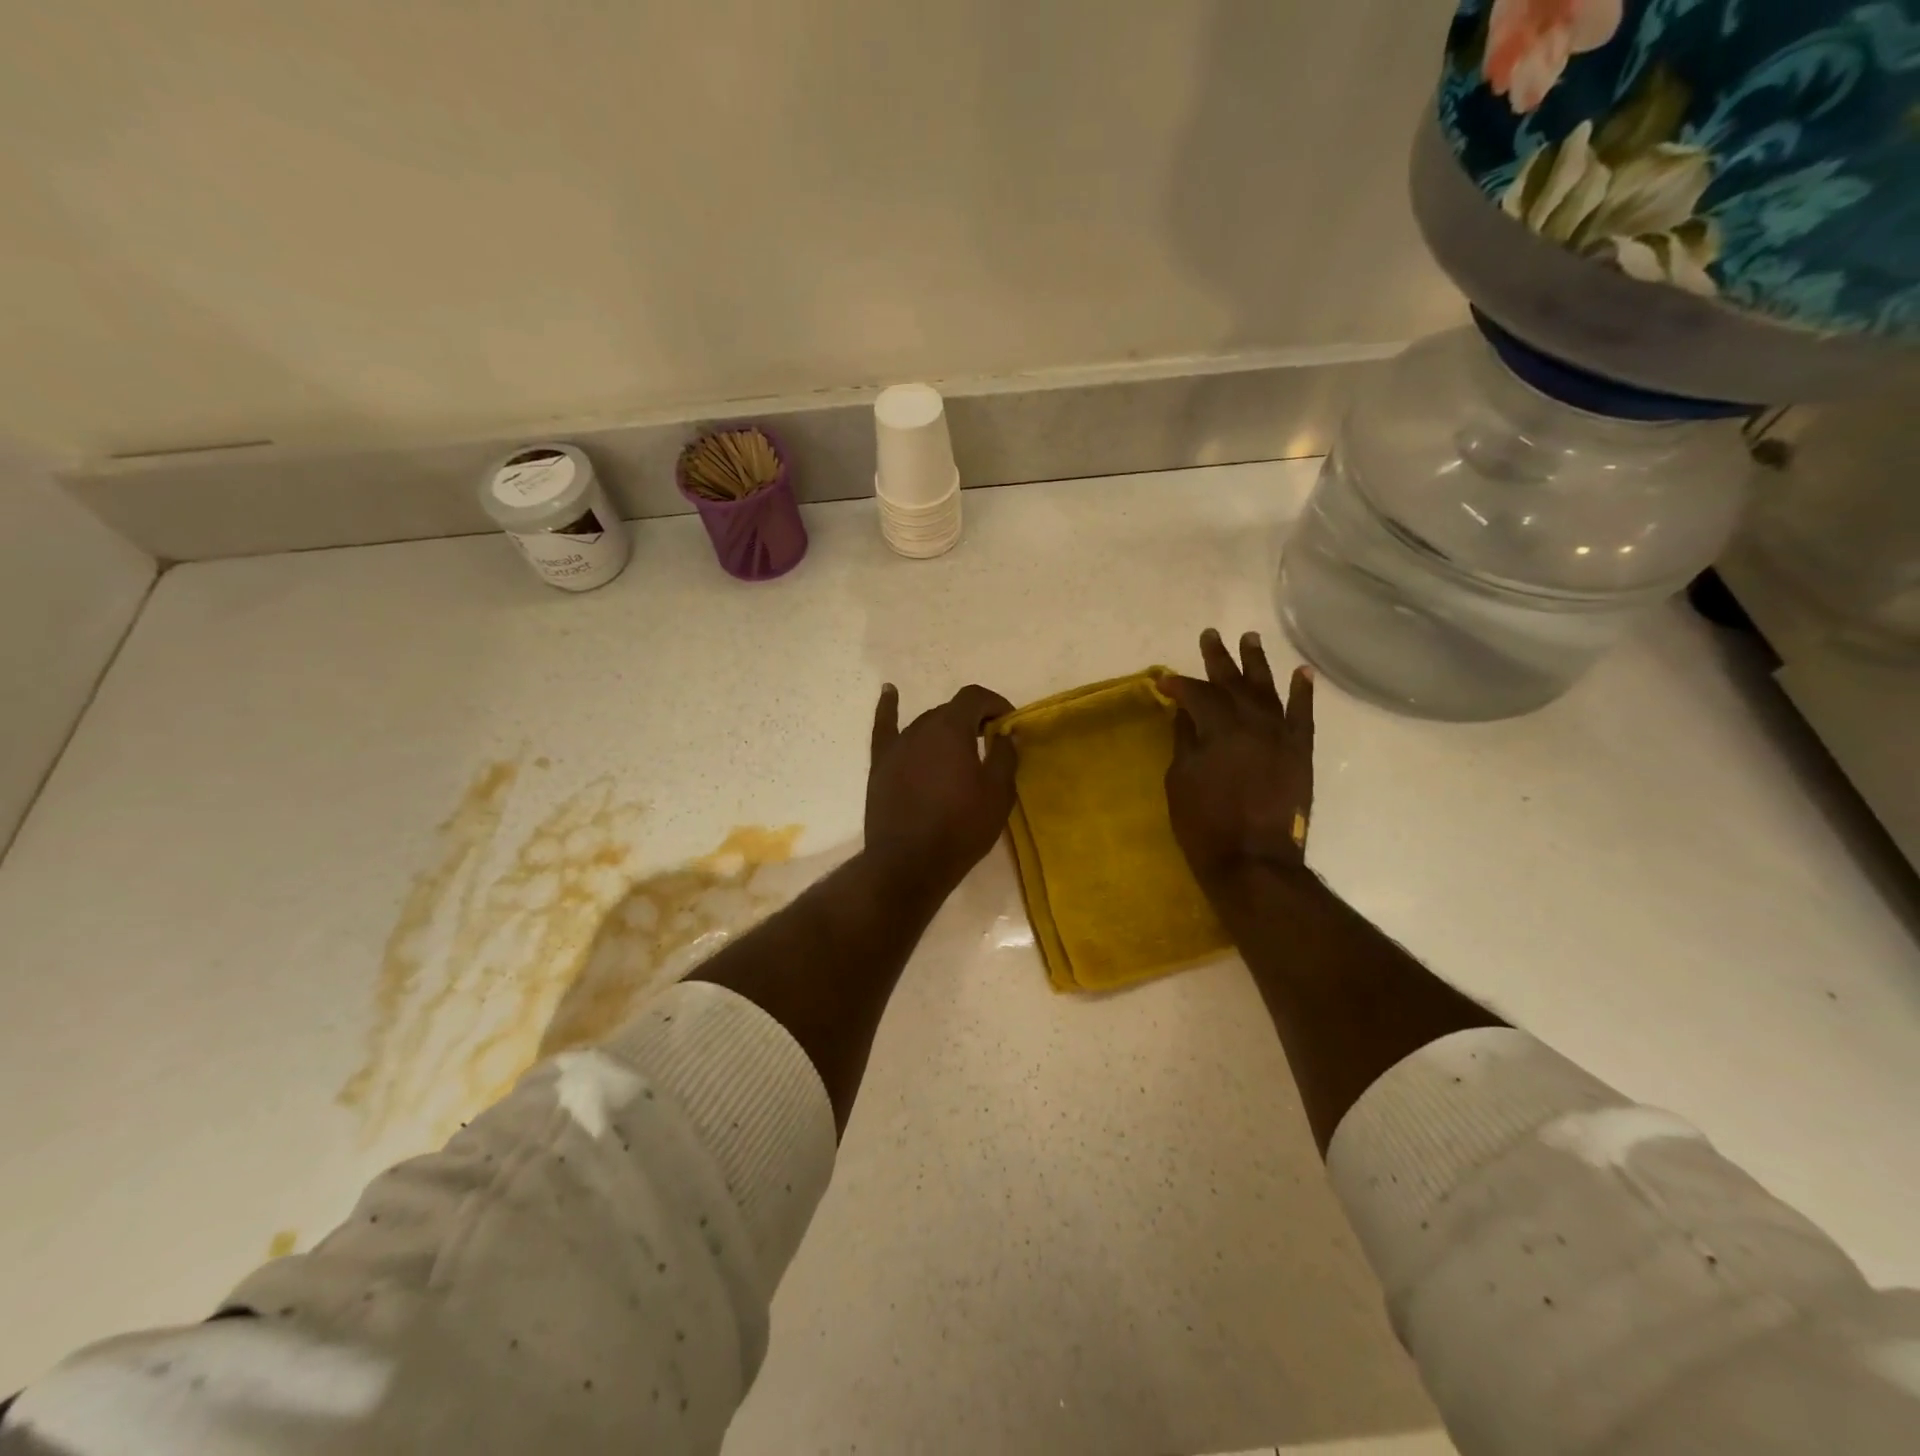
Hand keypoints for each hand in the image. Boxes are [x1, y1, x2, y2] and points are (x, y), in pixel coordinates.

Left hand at [864, 683, 1017, 897]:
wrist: (909, 863)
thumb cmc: (960, 828)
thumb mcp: (998, 794)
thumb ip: (1005, 756)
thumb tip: (1006, 733)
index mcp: (951, 728)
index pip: (975, 697)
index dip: (995, 703)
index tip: (1009, 724)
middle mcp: (921, 727)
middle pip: (951, 711)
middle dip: (973, 720)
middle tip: (990, 742)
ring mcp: (897, 745)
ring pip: (926, 724)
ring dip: (945, 728)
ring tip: (959, 747)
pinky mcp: (880, 764)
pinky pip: (885, 728)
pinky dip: (888, 707)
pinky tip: (889, 691)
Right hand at [1162, 628, 1314, 894]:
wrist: (1254, 860)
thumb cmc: (1205, 823)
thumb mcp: (1180, 780)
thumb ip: (1184, 741)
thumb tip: (1185, 714)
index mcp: (1219, 727)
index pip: (1197, 694)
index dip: (1179, 685)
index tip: (1164, 681)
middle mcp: (1253, 721)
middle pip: (1233, 682)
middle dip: (1218, 658)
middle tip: (1211, 635)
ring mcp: (1281, 735)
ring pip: (1268, 689)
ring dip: (1257, 663)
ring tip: (1250, 638)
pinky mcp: (1301, 752)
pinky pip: (1303, 715)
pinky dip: (1303, 692)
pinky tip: (1301, 672)